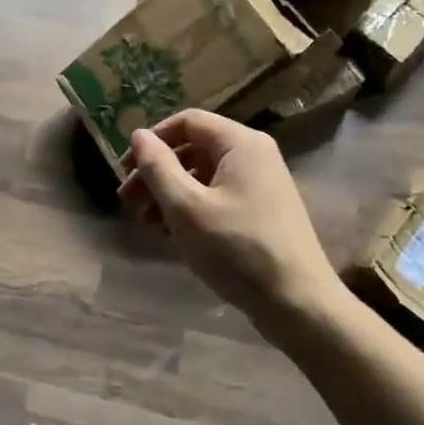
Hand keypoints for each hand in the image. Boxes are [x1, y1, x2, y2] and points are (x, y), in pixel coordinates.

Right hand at [119, 110, 341, 326]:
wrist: (297, 303)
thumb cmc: (236, 249)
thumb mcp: (185, 207)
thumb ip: (157, 167)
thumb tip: (138, 135)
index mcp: (240, 143)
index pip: (187, 121)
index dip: (152, 140)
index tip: (126, 169)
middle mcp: (254, 155)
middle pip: (193, 149)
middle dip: (156, 172)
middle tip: (128, 202)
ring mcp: (260, 185)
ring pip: (203, 176)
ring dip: (169, 193)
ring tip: (146, 223)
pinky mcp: (261, 212)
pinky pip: (217, 196)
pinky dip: (190, 208)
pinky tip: (171, 234)